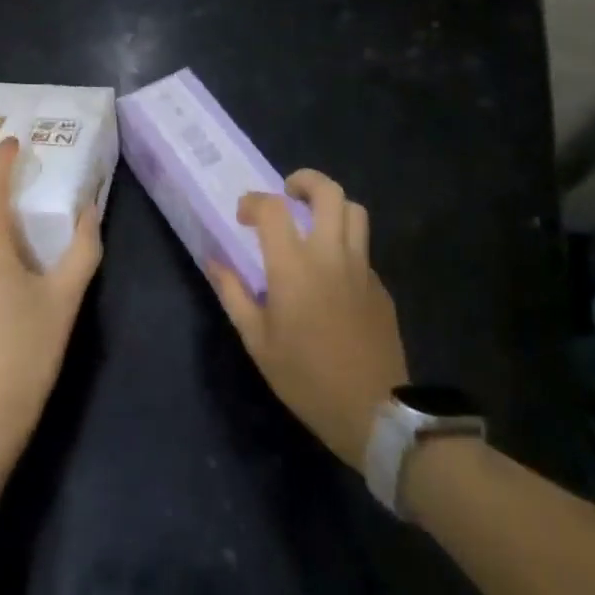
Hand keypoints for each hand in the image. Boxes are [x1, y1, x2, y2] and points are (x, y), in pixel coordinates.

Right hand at [207, 169, 407, 472]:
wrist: (374, 412)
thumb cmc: (306, 377)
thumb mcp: (257, 341)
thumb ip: (233, 293)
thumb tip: (214, 261)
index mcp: (294, 266)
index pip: (273, 208)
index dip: (253, 201)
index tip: (243, 215)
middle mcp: (331, 255)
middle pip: (328, 192)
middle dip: (304, 181)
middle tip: (287, 193)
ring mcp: (361, 268)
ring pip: (355, 211)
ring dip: (331, 205)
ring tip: (312, 220)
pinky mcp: (380, 286)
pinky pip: (363, 247)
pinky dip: (344, 242)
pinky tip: (331, 270)